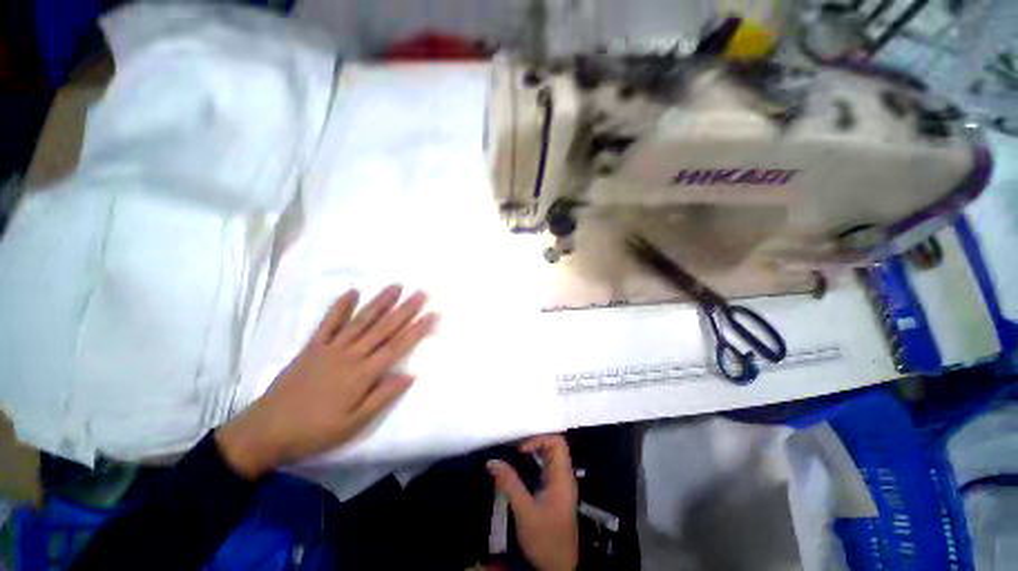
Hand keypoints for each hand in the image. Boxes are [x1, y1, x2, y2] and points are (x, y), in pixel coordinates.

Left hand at [216, 285, 436, 478]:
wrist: (266, 431)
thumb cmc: (315, 431)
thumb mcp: (354, 423)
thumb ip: (383, 396)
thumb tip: (410, 375)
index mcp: (363, 374)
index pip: (398, 346)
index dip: (417, 329)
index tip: (432, 314)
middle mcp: (351, 355)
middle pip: (384, 328)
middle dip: (405, 309)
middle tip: (421, 293)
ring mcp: (330, 348)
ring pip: (361, 320)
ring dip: (380, 302)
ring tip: (396, 286)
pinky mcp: (312, 347)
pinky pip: (328, 323)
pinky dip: (340, 306)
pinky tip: (352, 291)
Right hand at [487, 435, 578, 570]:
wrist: (558, 569)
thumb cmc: (545, 539)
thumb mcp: (525, 511)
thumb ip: (509, 484)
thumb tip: (492, 462)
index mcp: (562, 477)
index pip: (557, 443)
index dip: (539, 439)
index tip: (521, 450)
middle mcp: (564, 477)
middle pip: (554, 447)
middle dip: (535, 444)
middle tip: (514, 451)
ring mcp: (560, 485)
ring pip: (550, 458)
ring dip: (533, 454)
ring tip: (514, 457)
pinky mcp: (555, 494)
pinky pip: (546, 469)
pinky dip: (534, 465)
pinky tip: (520, 471)